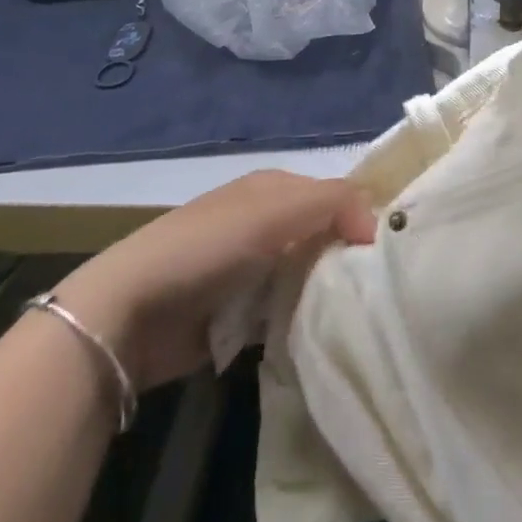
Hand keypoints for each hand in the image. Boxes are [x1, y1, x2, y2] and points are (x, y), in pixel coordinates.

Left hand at [55, 170, 374, 390]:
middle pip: (324, 236)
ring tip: (364, 314)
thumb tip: (377, 224)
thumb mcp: (276, 210)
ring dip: (328, 292)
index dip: (363, 216)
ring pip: (309, 275)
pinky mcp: (241, 314)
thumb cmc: (208, 247)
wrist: (130, 313)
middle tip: (382, 288)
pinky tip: (326, 334)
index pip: (336, 194)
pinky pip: (287, 312)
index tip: (391, 250)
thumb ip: (335, 202)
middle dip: (348, 257)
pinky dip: (304, 320)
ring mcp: (252, 269)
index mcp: (274, 187)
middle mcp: (266, 222)